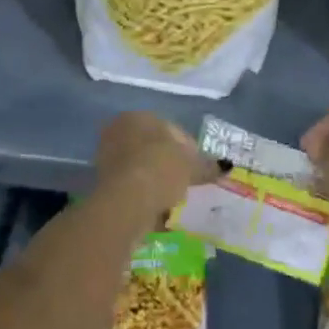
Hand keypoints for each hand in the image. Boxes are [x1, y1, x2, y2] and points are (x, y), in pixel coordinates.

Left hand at [95, 111, 217, 217]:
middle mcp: (119, 131)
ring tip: (173, 200)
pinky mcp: (102, 185)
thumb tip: (226, 166)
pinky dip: (145, 197)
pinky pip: (132, 188)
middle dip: (170, 165)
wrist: (125, 202)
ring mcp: (107, 158)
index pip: (172, 129)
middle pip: (154, 149)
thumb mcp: (191, 167)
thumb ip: (207, 166)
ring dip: (158, 182)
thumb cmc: (160, 170)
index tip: (198, 169)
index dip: (189, 149)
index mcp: (139, 117)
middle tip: (186, 183)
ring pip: (142, 169)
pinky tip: (158, 211)